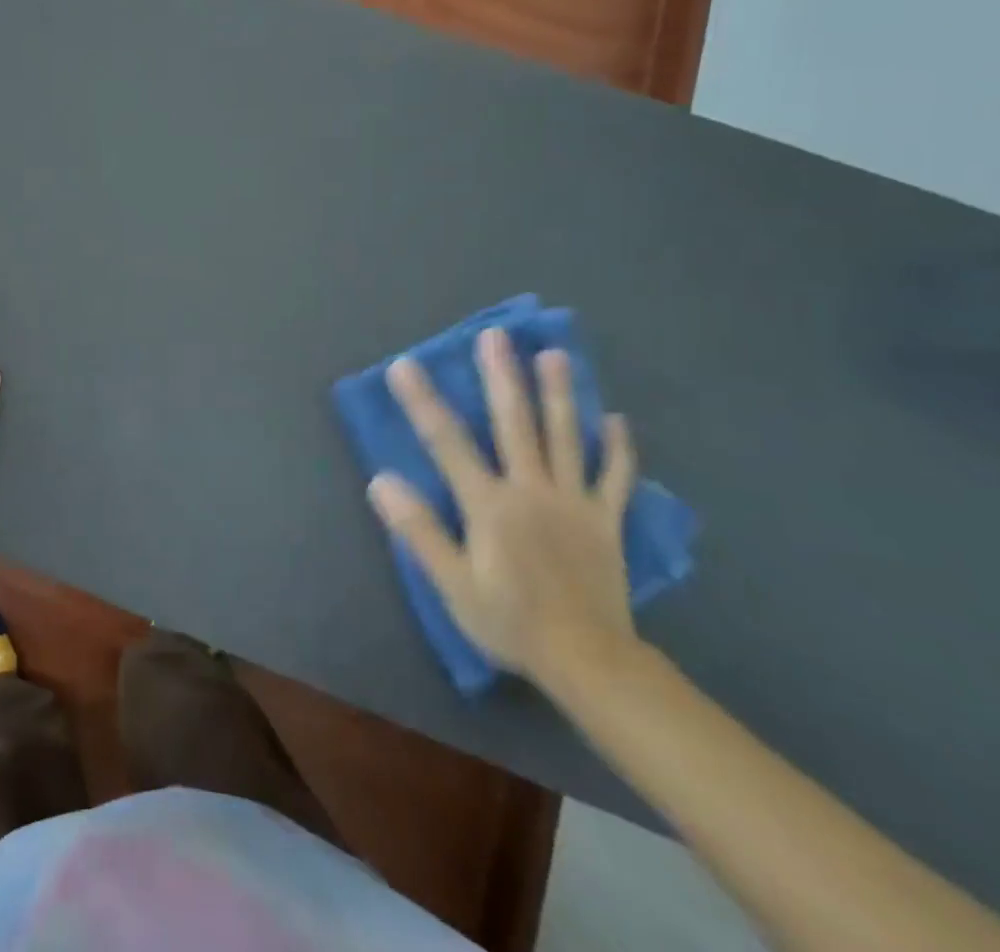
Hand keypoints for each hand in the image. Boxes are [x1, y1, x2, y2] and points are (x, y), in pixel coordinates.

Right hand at [369, 328, 639, 688]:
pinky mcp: (606, 520)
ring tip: (556, 355)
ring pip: (567, 438)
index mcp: (489, 505)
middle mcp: (531, 491)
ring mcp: (574, 502)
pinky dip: (617, 448)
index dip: (423, 402)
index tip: (405, 365)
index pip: (448, 442)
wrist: (590, 662)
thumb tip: (381, 480)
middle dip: (502, 377)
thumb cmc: (510, 621)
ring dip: (560, 394)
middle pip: (515, 424)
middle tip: (496, 336)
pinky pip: (615, 477)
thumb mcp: (451, 584)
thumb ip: (418, 530)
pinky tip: (616, 420)